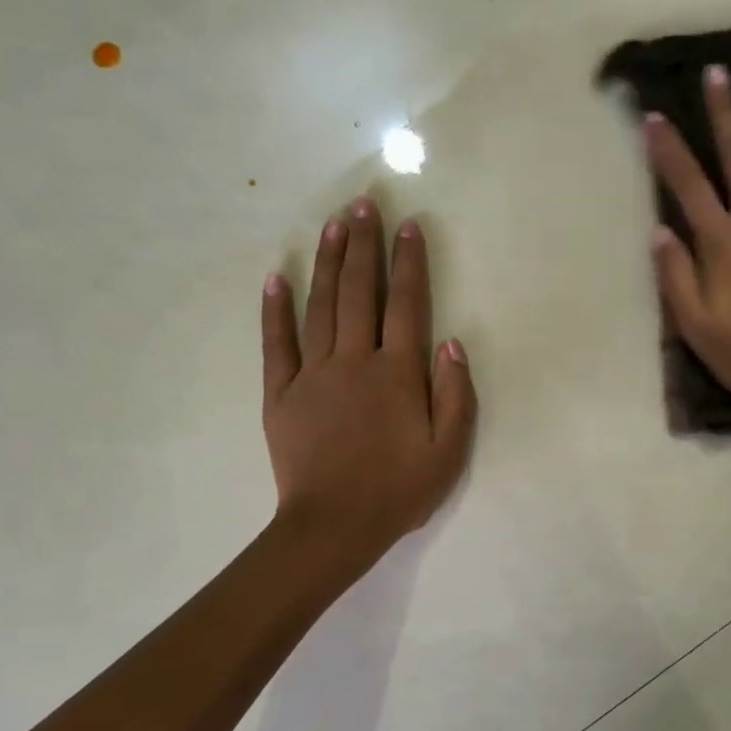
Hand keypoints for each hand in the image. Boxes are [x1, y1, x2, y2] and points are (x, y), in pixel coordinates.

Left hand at [262, 198, 475, 573]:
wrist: (334, 527)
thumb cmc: (399, 491)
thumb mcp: (449, 452)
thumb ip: (456, 395)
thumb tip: (451, 343)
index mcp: (398, 374)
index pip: (406, 305)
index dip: (409, 264)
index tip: (408, 226)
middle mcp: (354, 361)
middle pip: (359, 292)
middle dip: (363, 245)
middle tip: (363, 204)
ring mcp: (313, 375)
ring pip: (320, 307)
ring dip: (327, 263)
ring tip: (331, 224)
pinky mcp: (280, 394)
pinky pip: (275, 343)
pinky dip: (275, 310)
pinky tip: (276, 278)